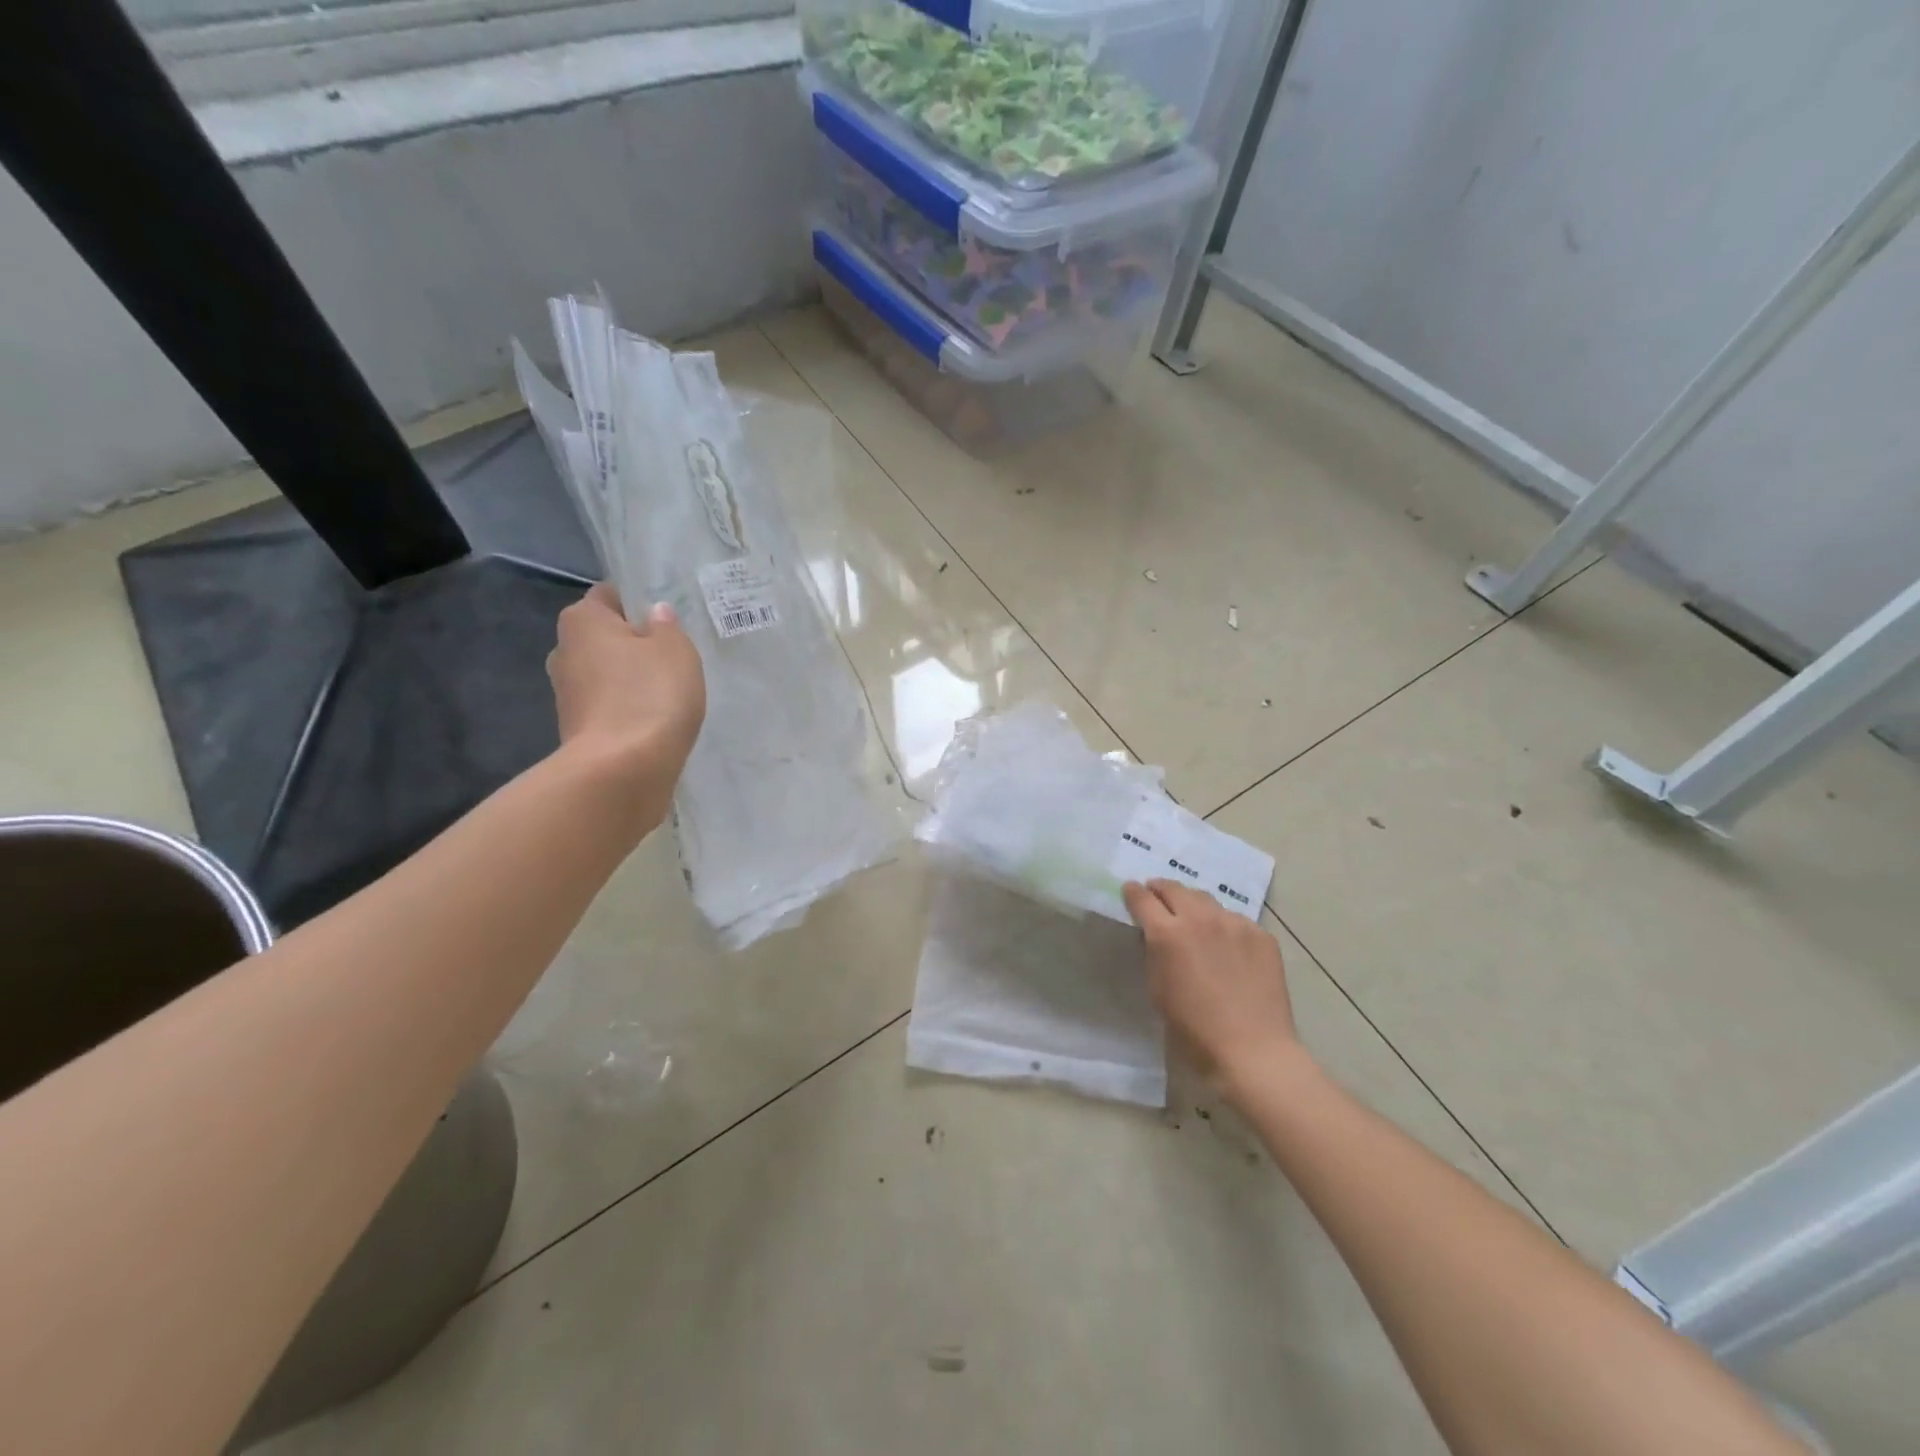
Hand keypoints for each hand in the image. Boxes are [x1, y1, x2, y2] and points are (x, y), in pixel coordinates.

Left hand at [548, 584, 705, 824]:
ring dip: (631, 681)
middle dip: (633, 644)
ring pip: (606, 674)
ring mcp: (566, 694)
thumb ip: (667, 627)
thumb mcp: (676, 650)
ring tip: (669, 694)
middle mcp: (563, 651)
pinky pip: (608, 707)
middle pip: (604, 637)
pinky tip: (655, 721)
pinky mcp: (577, 730)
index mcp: (582, 620)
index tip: (667, 622)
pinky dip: (628, 710)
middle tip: (673, 658)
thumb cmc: (650, 695)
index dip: (638, 603)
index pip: (609, 596)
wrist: (622, 771)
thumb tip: (654, 616)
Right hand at [1122, 879, 1302, 1098]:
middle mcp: (1200, 919)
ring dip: (1192, 904)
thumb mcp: (1157, 989)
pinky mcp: (1261, 935)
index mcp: (1167, 934)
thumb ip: (1154, 953)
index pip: (1142, 898)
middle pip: (1174, 889)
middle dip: (1161, 890)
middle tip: (1157, 897)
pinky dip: (1223, 925)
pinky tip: (1226, 945)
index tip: (1130, 890)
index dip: (1133, 892)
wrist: (1252, 1050)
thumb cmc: (1194, 1029)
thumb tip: (1154, 935)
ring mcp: (1234, 924)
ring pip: (1206, 900)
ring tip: (1192, 918)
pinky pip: (1235, 920)